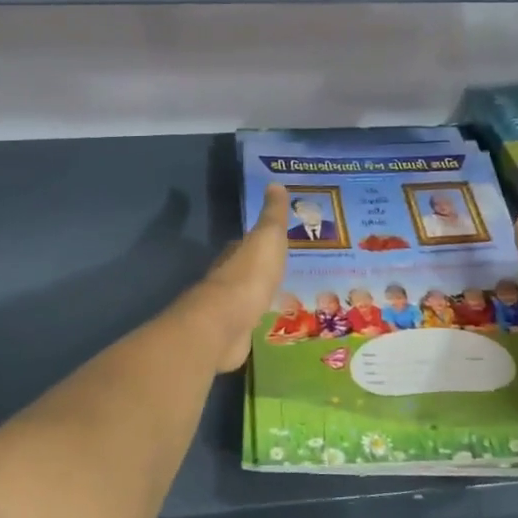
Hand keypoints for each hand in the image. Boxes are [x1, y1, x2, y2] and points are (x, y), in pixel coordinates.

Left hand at [181, 185, 289, 372]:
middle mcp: (229, 279)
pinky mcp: (233, 335)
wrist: (227, 322)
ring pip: (249, 298)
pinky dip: (260, 322)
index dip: (263, 241)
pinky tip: (275, 325)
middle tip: (290, 271)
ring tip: (289, 298)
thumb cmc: (250, 275)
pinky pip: (250, 324)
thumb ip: (272, 214)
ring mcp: (229, 309)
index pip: (248, 243)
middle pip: (248, 271)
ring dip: (262, 297)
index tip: (281, 241)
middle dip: (264, 270)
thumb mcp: (267, 237)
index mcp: (236, 254)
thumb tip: (274, 183)